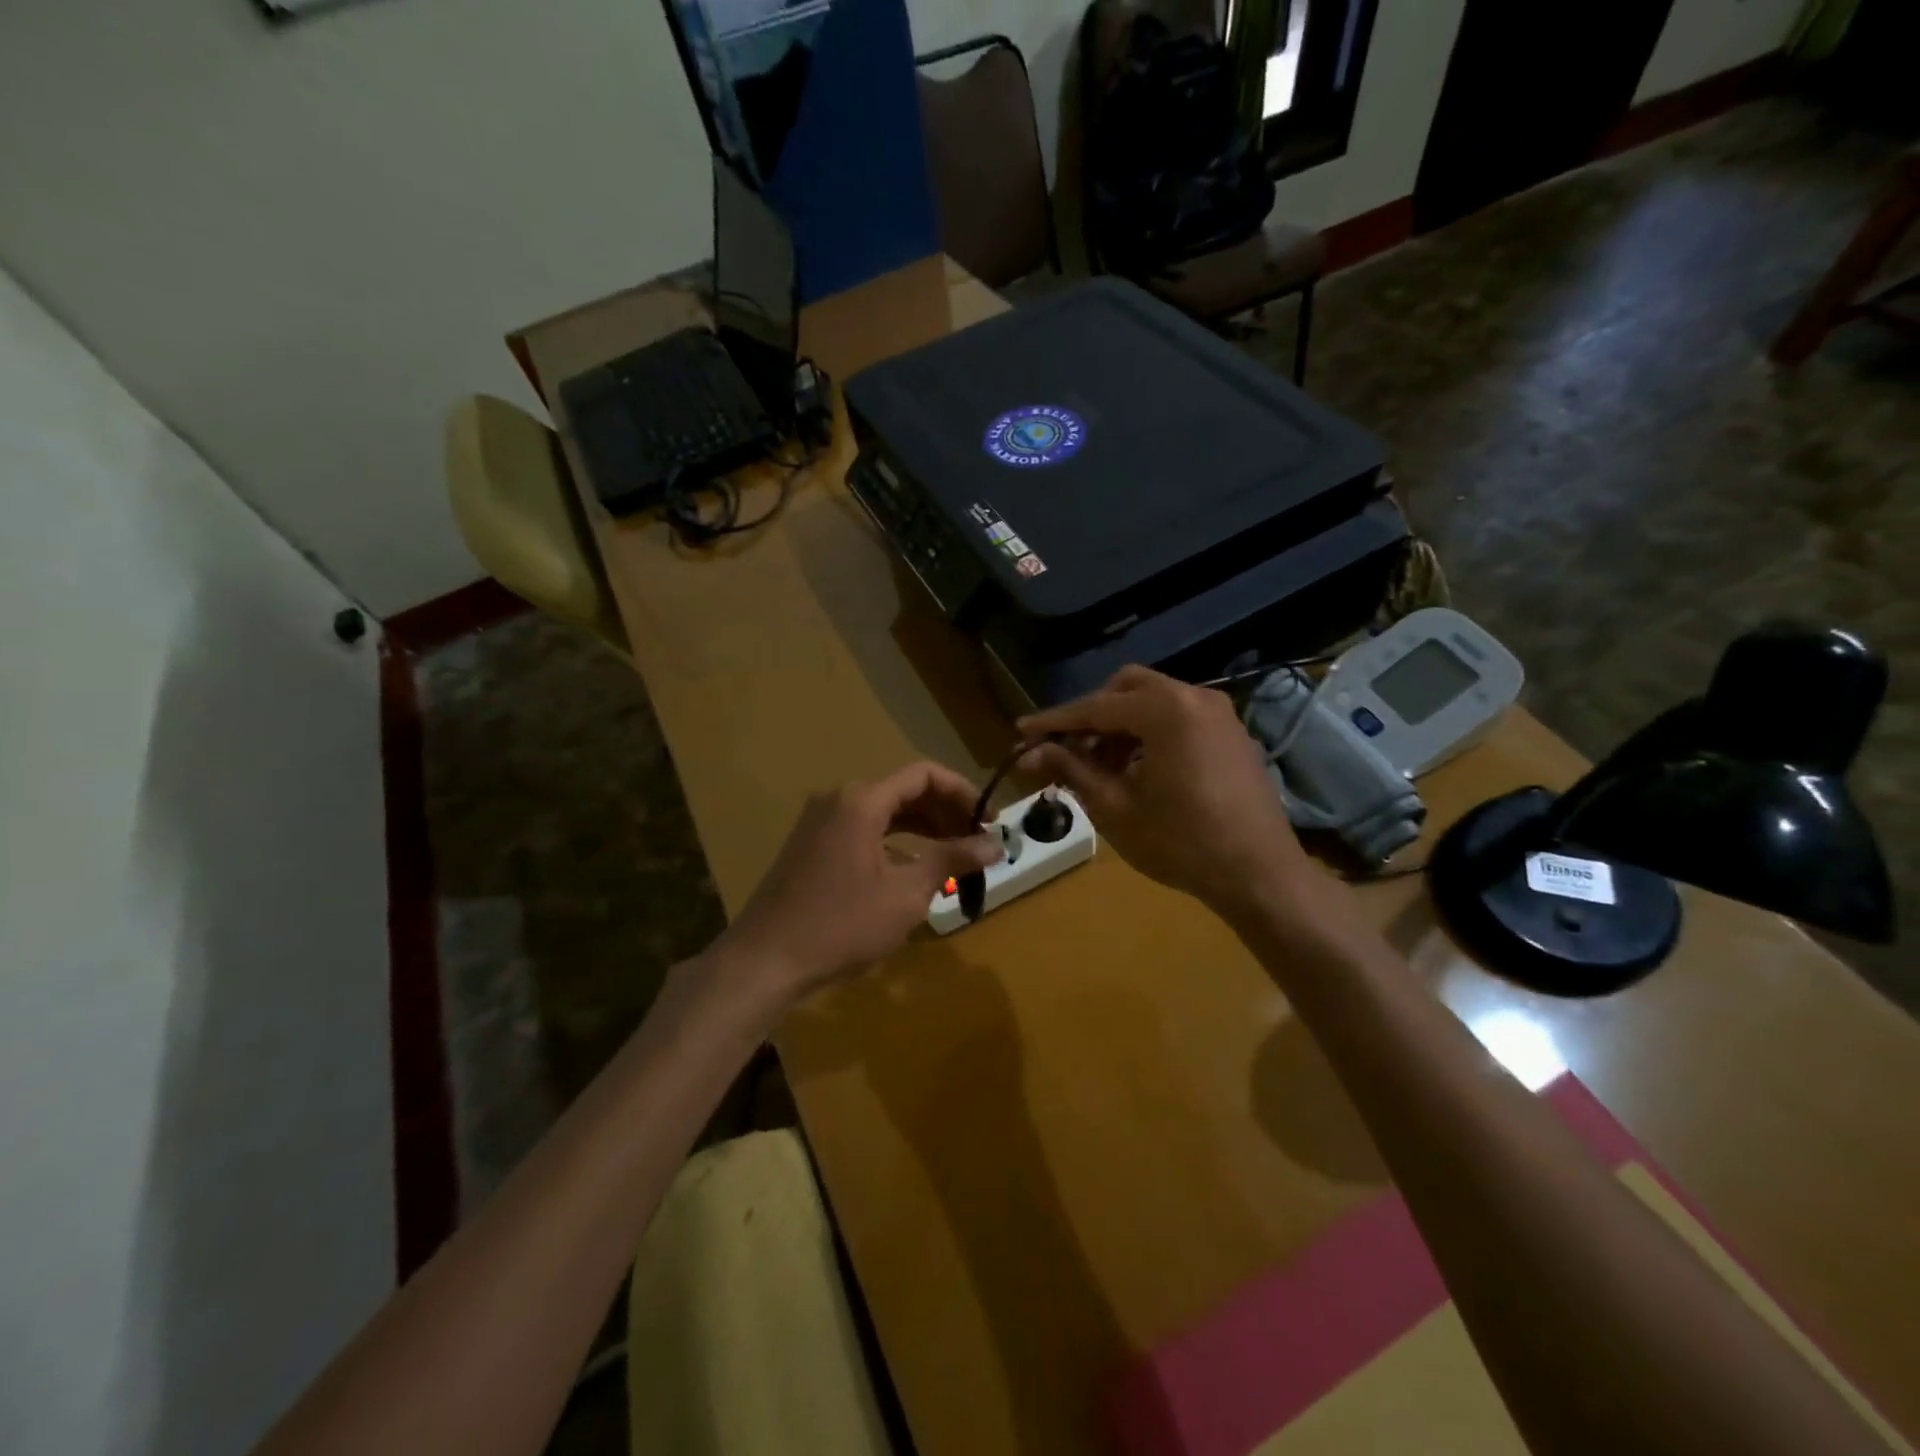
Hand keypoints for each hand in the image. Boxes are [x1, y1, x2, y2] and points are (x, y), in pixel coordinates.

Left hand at [719, 762, 1001, 1002]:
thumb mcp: (905, 894)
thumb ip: (952, 860)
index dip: (963, 792)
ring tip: (955, 855)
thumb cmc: (840, 925)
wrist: (764, 961)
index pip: (924, 775)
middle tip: (977, 842)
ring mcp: (820, 821)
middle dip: (945, 812)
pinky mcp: (811, 844)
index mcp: (862, 801)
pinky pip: (864, 829)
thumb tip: (995, 844)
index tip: (990, 821)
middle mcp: (839, 799)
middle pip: (904, 790)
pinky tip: (913, 868)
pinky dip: (895, 840)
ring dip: (922, 827)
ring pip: (884, 811)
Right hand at [1019, 665, 1311, 919]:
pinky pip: (1179, 718)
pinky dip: (1150, 733)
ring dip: (1120, 726)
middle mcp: (1195, 697)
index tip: (1020, 734)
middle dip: (1092, 716)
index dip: (1054, 722)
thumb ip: (1071, 769)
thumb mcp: (1115, 808)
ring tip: (1099, 768)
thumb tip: (1031, 752)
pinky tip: (1137, 771)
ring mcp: (1219, 714)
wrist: (1259, 875)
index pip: (1095, 707)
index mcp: (1165, 710)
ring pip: (1154, 701)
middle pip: (1127, 688)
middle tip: (1067, 751)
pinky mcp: (1232, 734)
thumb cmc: (1181, 843)